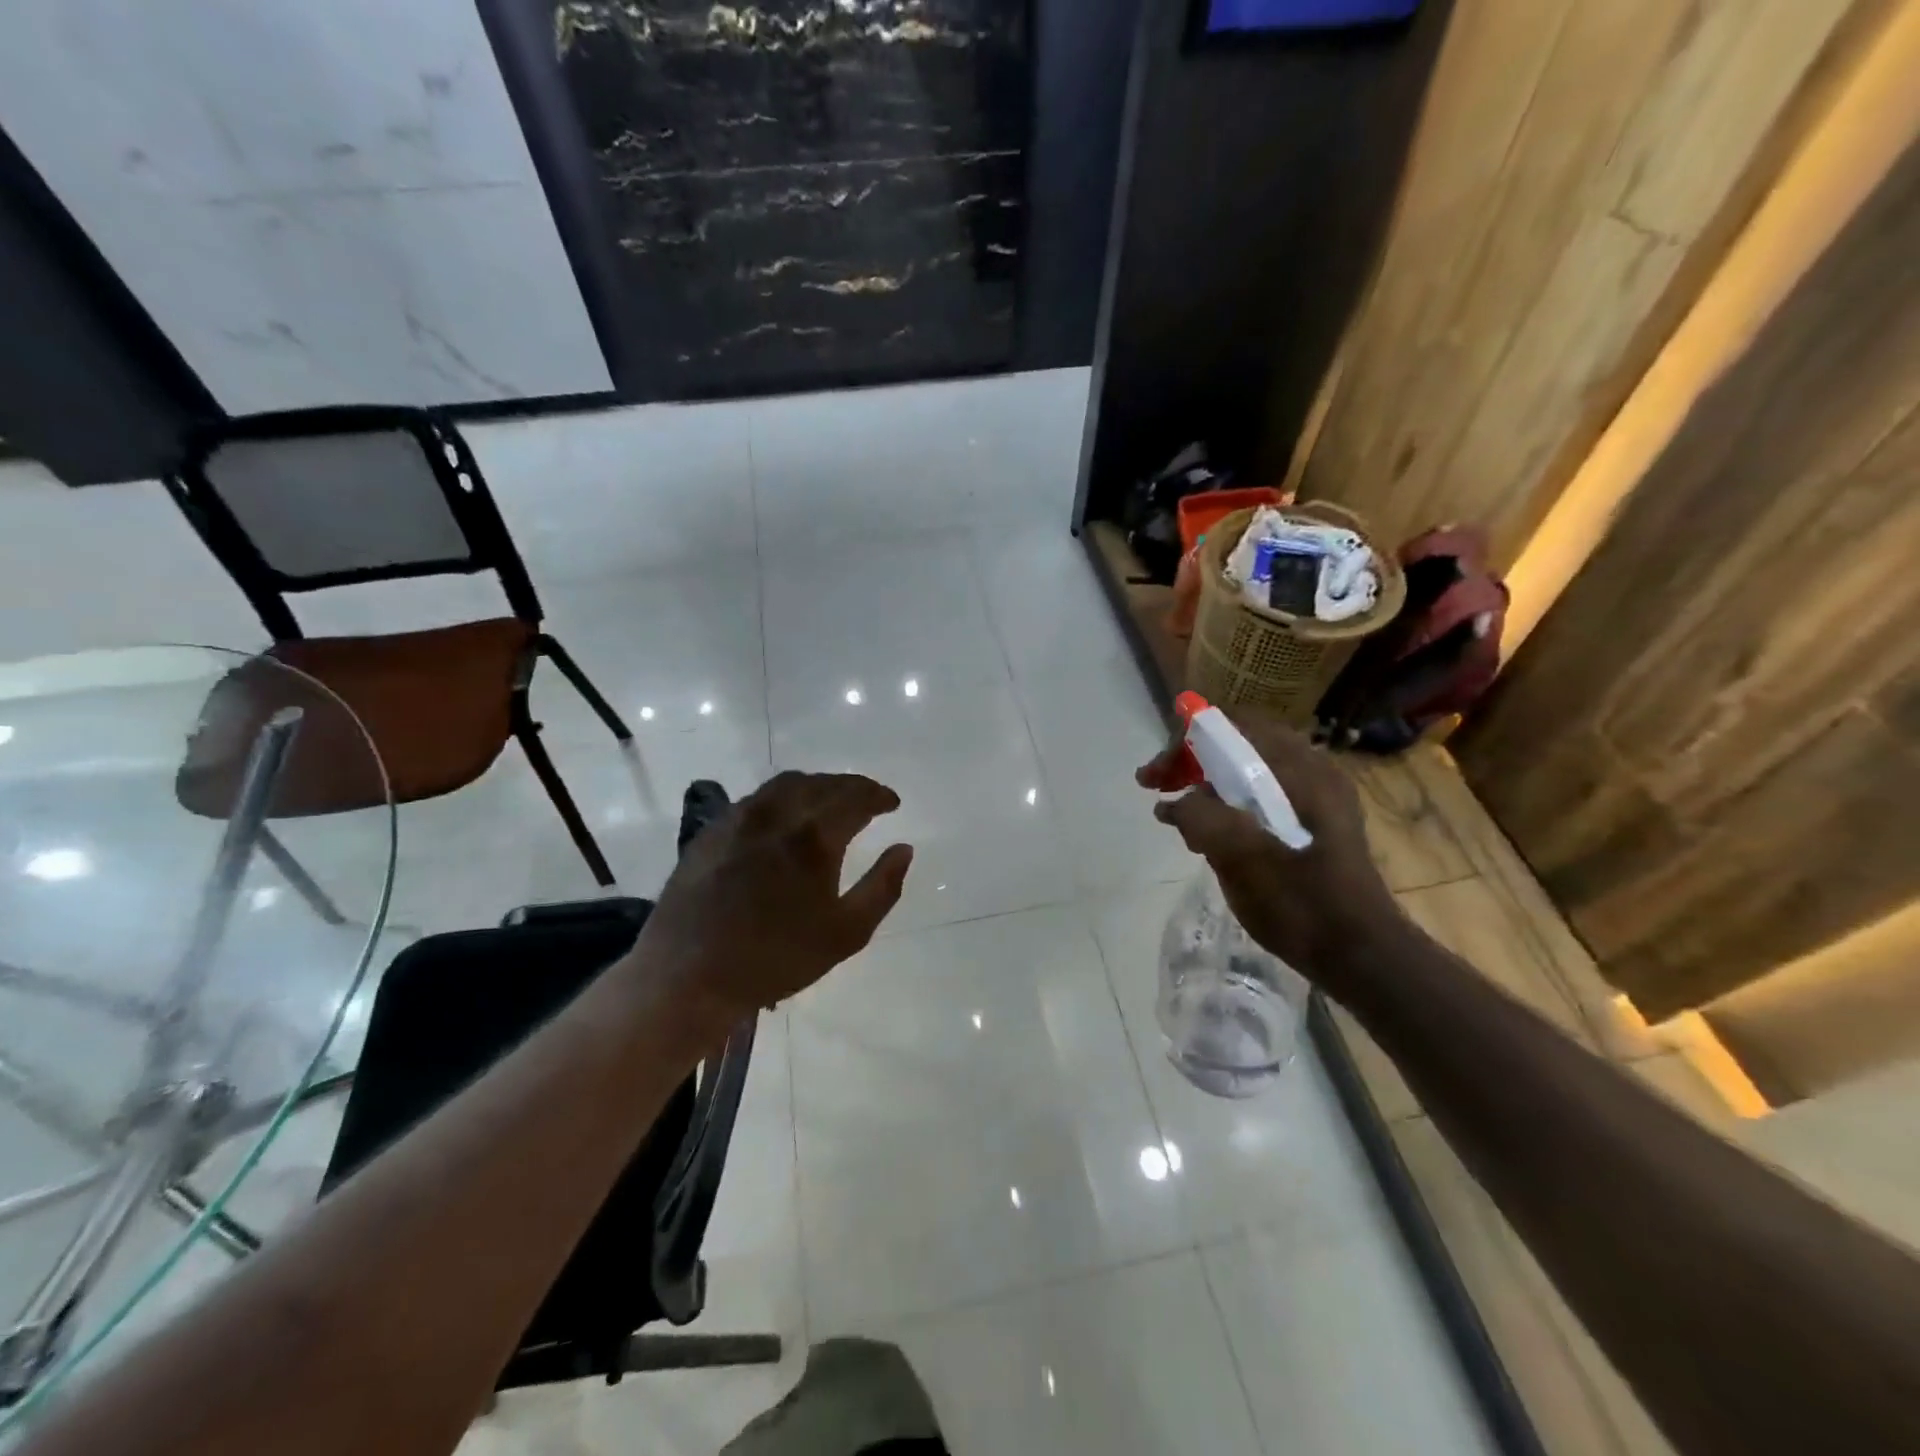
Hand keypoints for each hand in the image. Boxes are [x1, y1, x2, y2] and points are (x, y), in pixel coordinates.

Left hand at [632, 771, 913, 1029]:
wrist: (688, 976)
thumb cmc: (776, 958)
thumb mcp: (846, 933)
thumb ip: (883, 887)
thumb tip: (904, 849)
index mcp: (813, 836)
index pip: (856, 797)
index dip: (879, 795)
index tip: (893, 803)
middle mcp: (776, 814)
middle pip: (822, 783)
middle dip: (851, 786)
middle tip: (868, 799)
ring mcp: (739, 818)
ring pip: (786, 784)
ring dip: (817, 786)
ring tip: (829, 802)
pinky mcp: (712, 831)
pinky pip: (756, 799)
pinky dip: (783, 798)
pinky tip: (784, 819)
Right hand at [1138, 712, 1400, 989]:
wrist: (1361, 958)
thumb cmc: (1303, 905)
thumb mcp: (1242, 858)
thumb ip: (1202, 818)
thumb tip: (1175, 805)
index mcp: (1301, 770)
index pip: (1234, 726)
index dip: (1185, 741)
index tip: (1157, 776)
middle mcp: (1312, 772)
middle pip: (1238, 746)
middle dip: (1191, 763)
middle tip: (1157, 789)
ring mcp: (1317, 799)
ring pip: (1247, 773)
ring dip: (1206, 787)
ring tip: (1179, 819)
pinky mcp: (1314, 825)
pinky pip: (1261, 799)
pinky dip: (1228, 807)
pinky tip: (1209, 838)